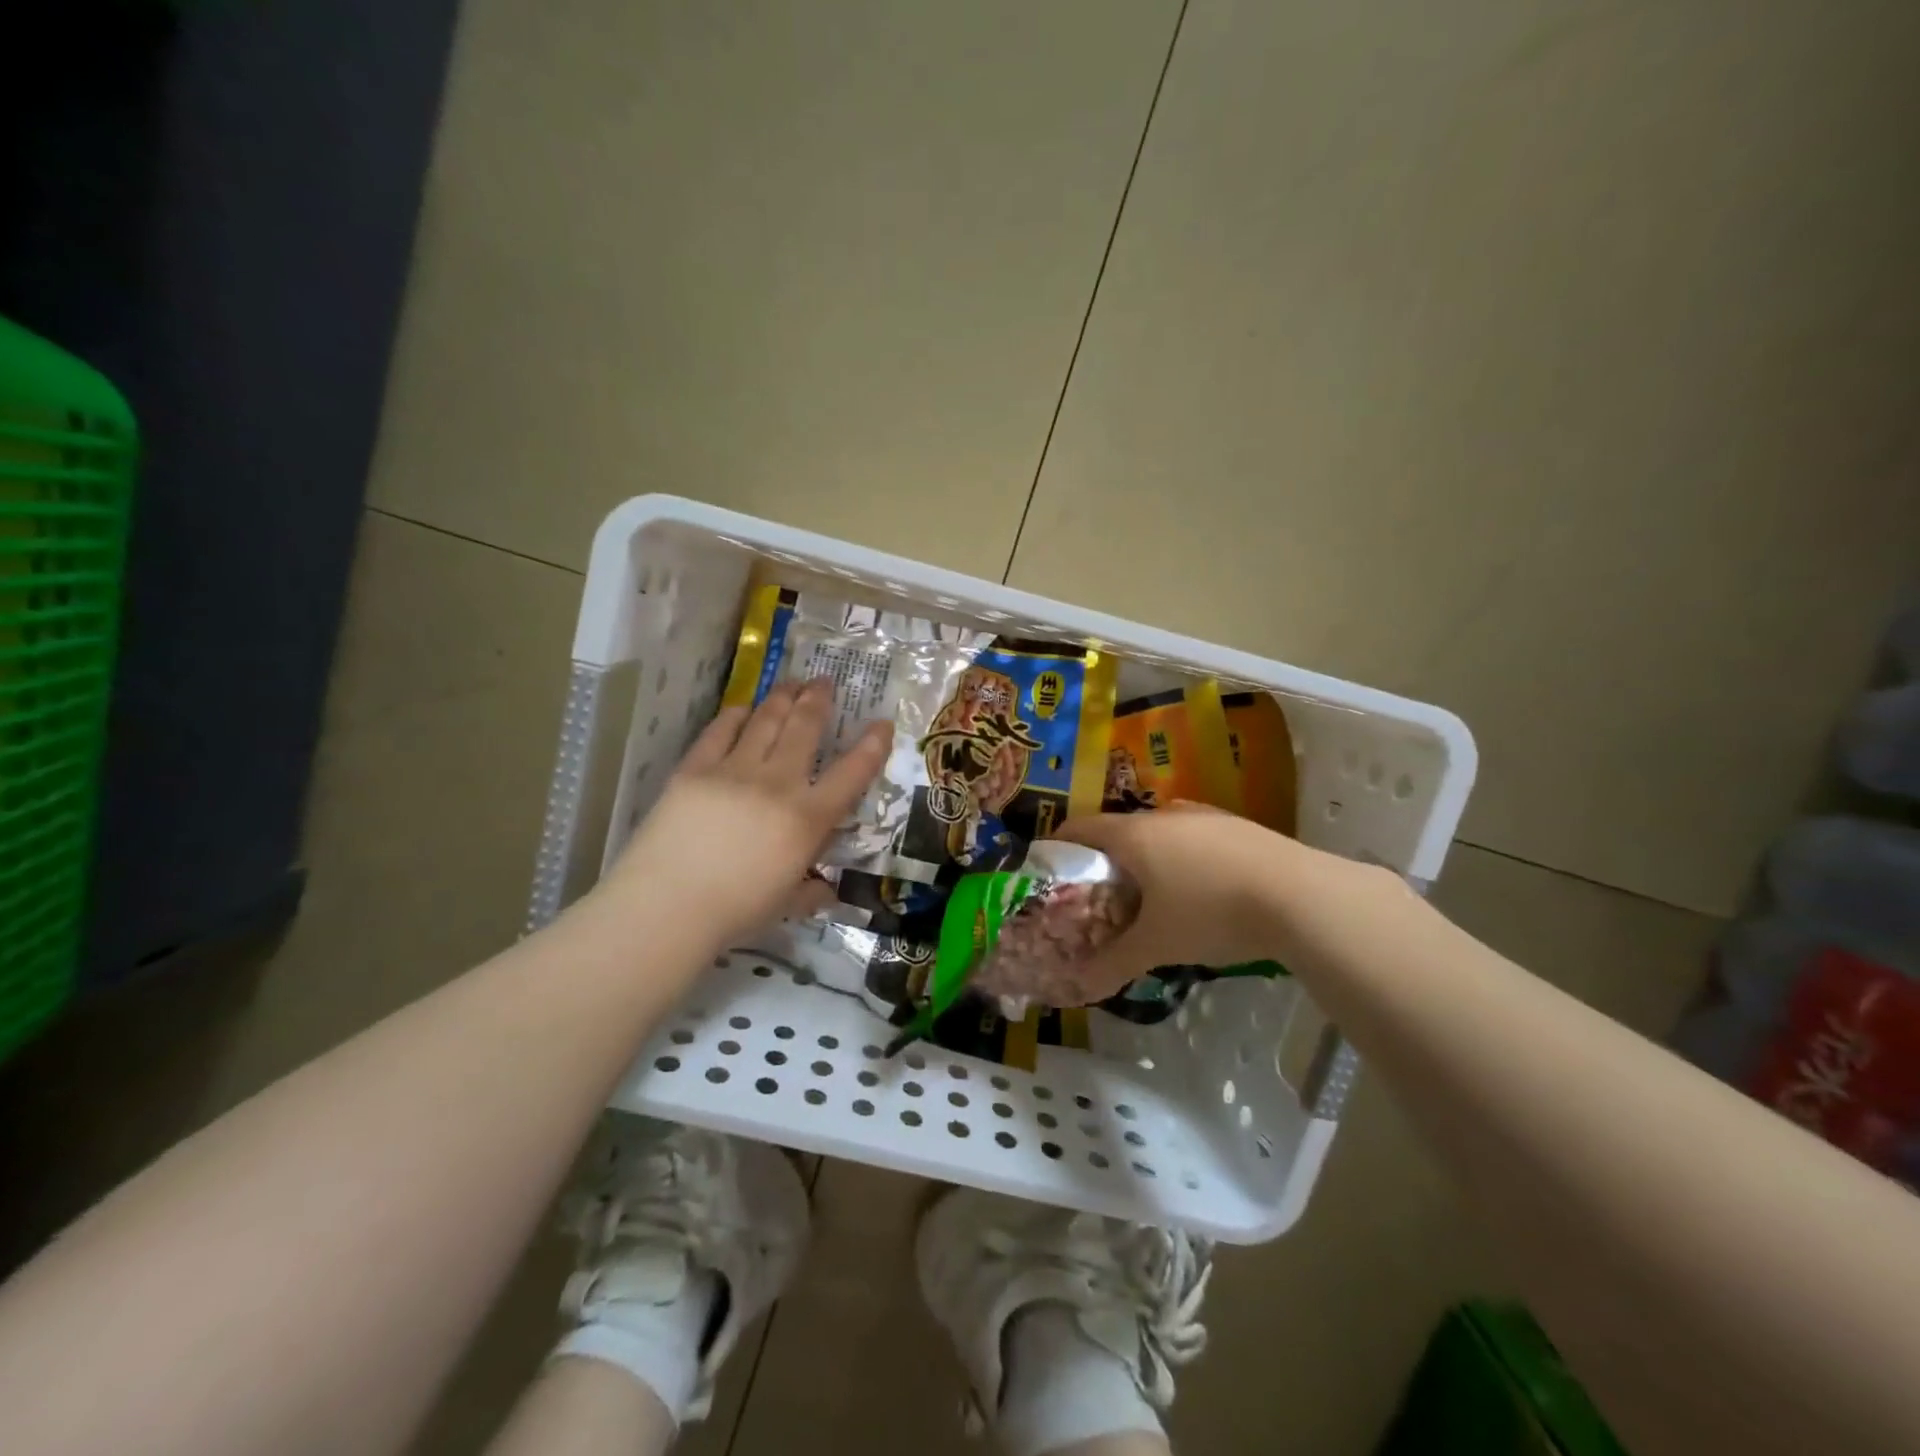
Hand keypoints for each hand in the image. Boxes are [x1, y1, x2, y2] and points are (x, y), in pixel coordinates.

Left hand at [600, 679, 891, 947]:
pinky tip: (743, 708)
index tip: (882, 723)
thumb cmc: (734, 912)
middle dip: (819, 700)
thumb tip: (826, 890)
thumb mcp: (787, 904)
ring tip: (793, 682)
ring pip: (766, 721)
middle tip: (825, 682)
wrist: (666, 907)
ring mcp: (735, 770)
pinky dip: (735, 715)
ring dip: (783, 697)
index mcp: (808, 819)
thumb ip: (811, 891)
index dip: (872, 745)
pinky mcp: (696, 768)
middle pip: (805, 729)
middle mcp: (778, 784)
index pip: (852, 773)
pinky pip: (721, 731)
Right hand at [1056, 804, 1393, 998]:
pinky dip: (1181, 859)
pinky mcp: (1238, 827)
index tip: (1050, 871)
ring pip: (1159, 833)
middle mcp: (1164, 815)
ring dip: (1146, 859)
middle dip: (1105, 861)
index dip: (1059, 846)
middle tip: (1100, 897)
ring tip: (1150, 897)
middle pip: (1119, 830)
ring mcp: (1205, 817)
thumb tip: (1079, 988)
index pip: (1080, 827)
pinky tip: (1199, 892)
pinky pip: (1193, 838)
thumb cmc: (1211, 912)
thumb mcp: (1158, 944)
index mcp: (1134, 835)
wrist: (1301, 896)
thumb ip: (1114, 964)